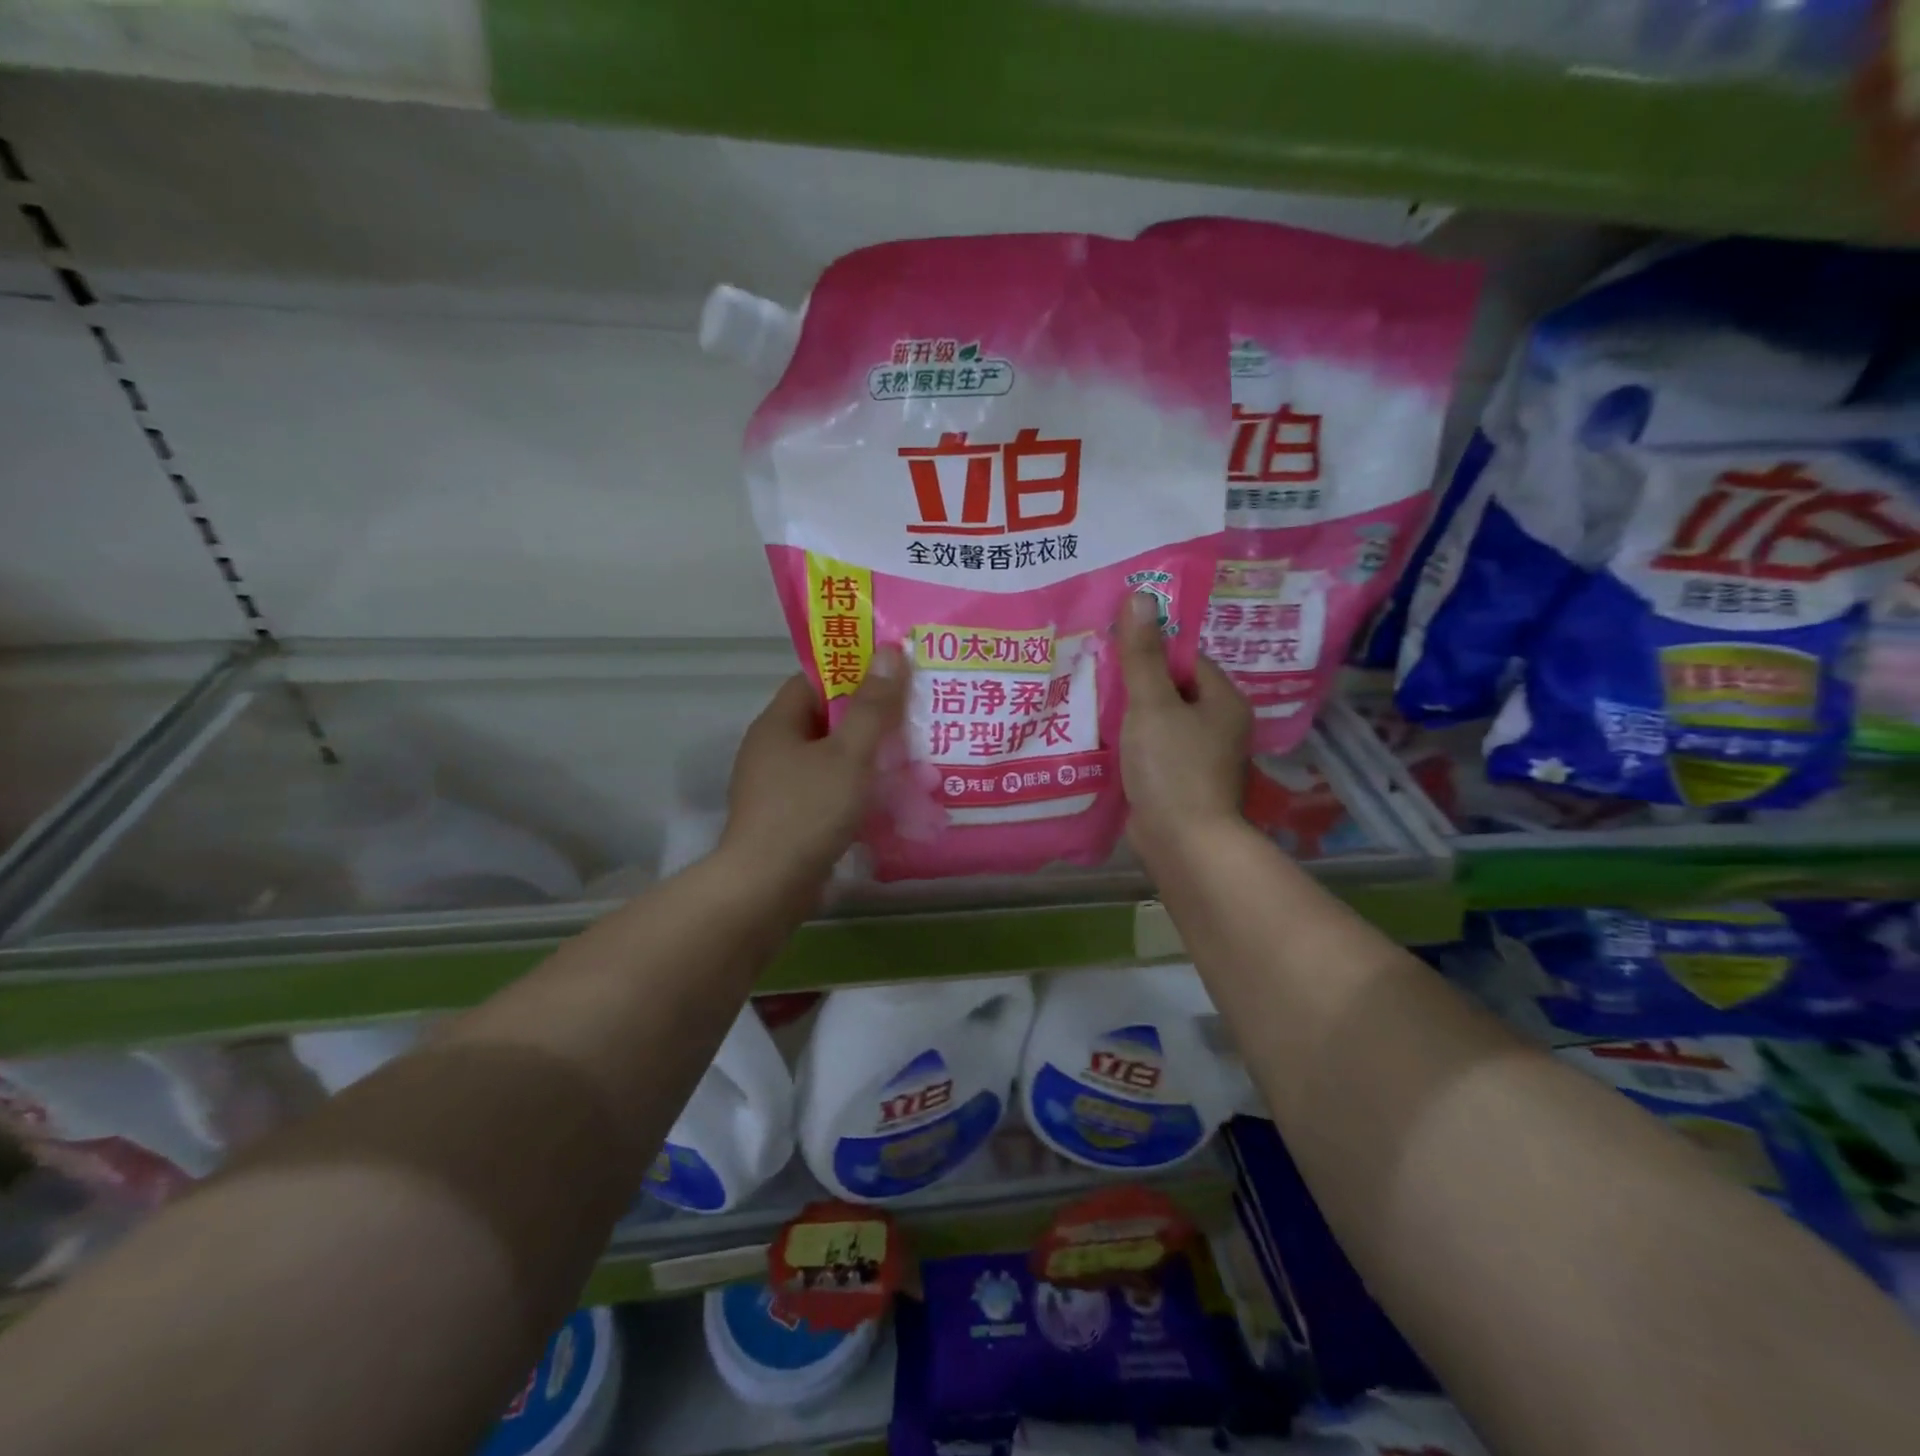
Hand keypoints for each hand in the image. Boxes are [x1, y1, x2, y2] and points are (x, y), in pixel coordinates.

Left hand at [721, 647, 908, 883]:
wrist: (767, 887)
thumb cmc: (808, 810)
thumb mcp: (849, 754)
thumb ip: (873, 706)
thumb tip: (889, 651)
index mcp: (777, 724)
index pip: (814, 681)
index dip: (853, 674)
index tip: (893, 678)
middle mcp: (772, 750)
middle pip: (825, 721)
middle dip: (868, 719)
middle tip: (912, 718)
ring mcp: (777, 788)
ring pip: (829, 760)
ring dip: (865, 758)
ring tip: (909, 758)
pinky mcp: (787, 820)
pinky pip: (826, 792)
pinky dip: (854, 791)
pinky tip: (885, 799)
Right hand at [1115, 592, 1250, 866]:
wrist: (1184, 843)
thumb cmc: (1172, 767)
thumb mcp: (1151, 704)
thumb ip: (1142, 653)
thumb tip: (1140, 596)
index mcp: (1223, 701)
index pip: (1186, 660)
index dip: (1150, 652)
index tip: (1113, 652)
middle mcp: (1219, 727)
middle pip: (1172, 691)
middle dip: (1136, 685)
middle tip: (1096, 677)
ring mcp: (1202, 759)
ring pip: (1160, 723)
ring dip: (1131, 717)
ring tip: (1092, 707)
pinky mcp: (1181, 784)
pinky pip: (1154, 751)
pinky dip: (1132, 746)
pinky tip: (1105, 744)